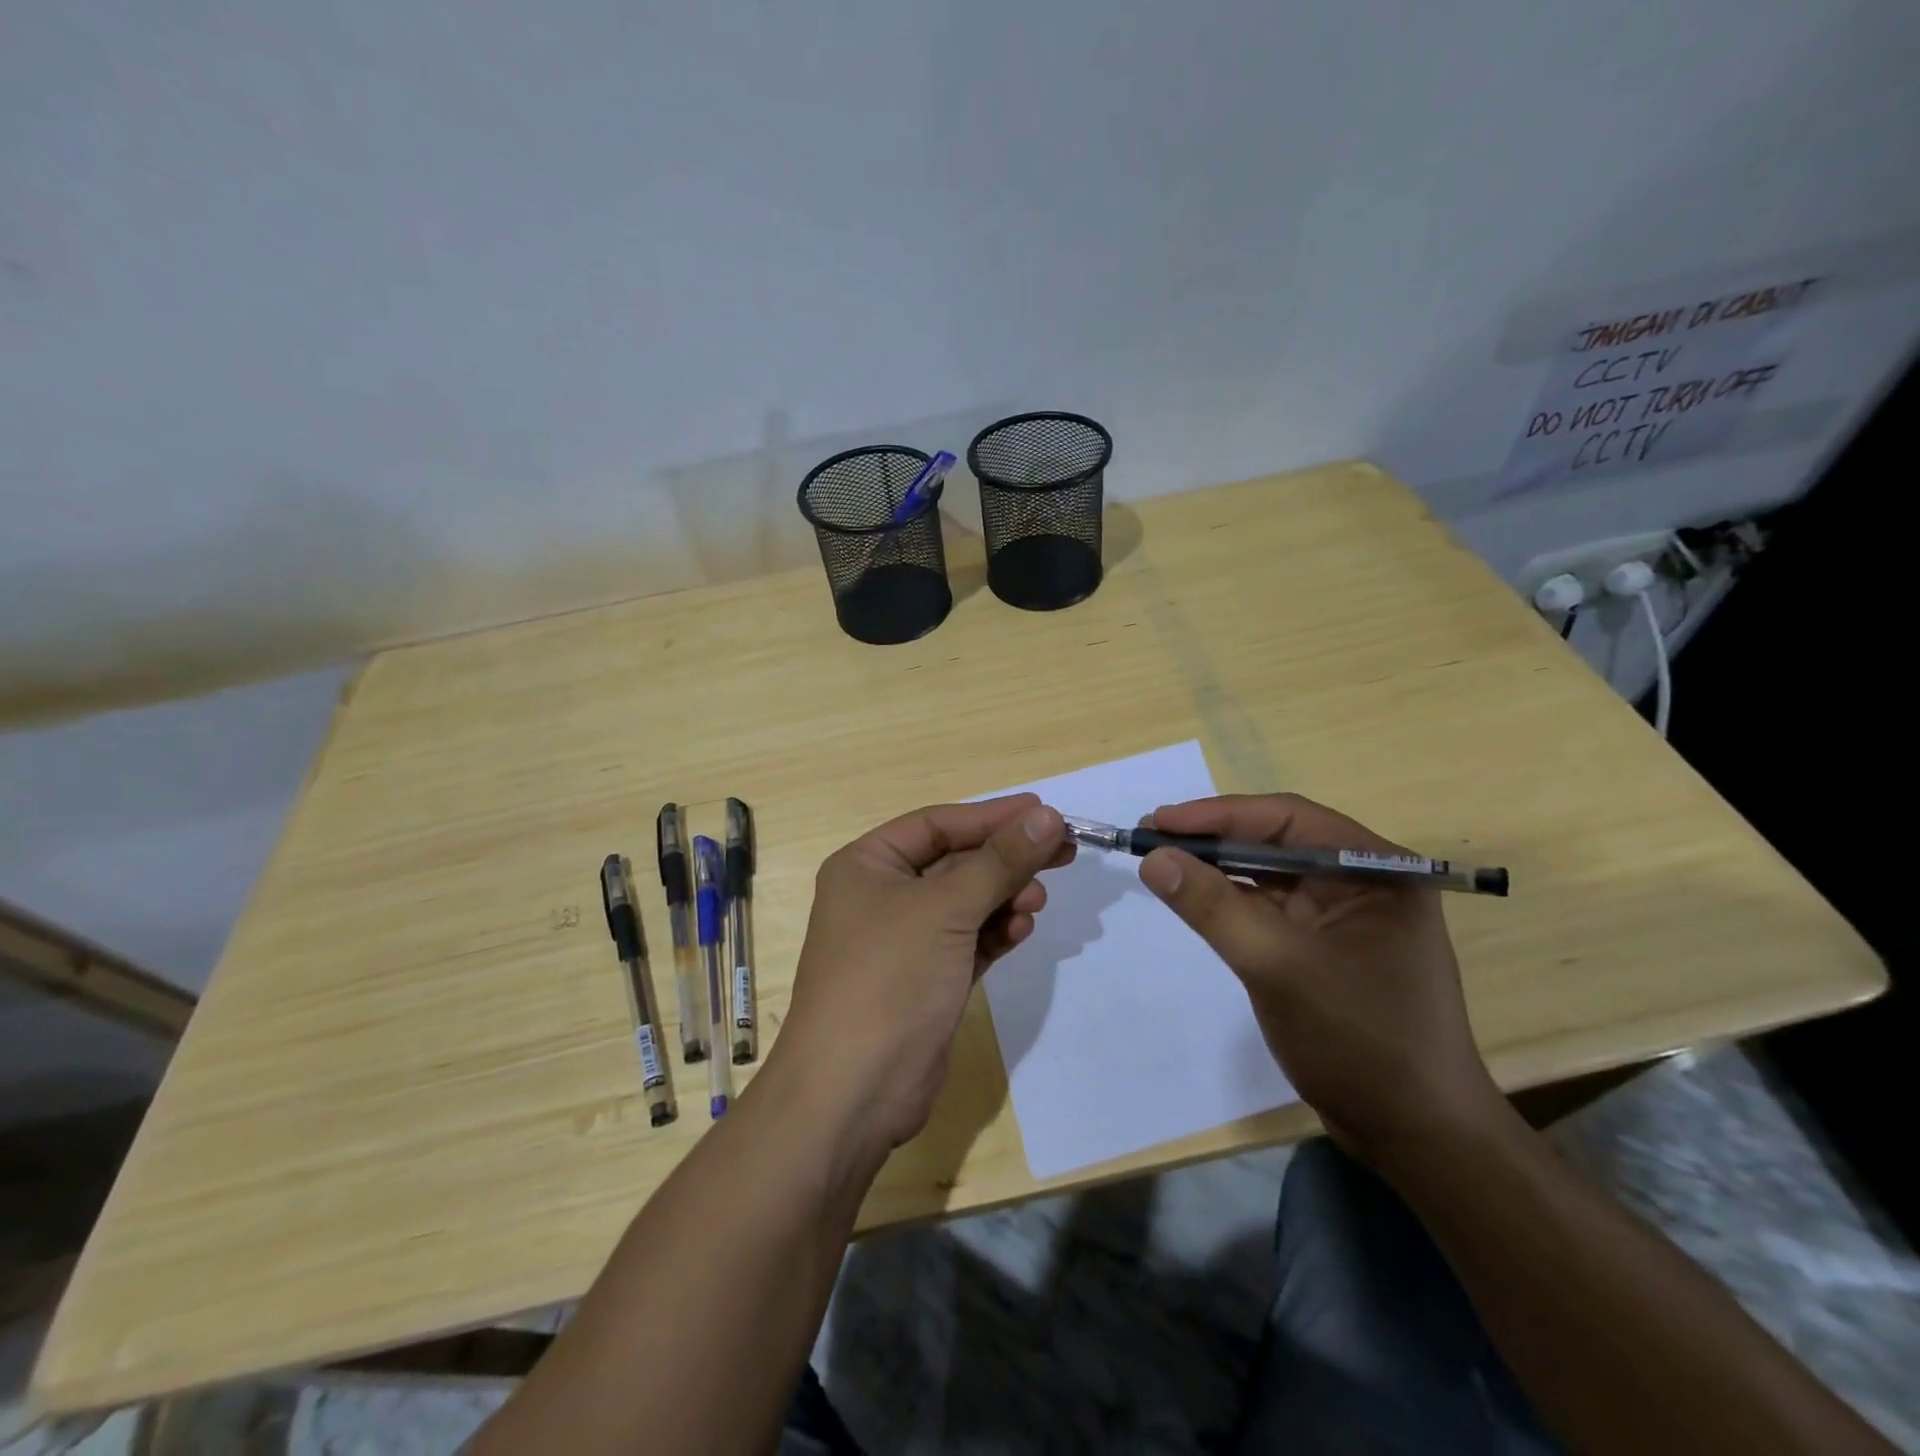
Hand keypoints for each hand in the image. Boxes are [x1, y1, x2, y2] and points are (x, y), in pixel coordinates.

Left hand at [777, 795, 1070, 1154]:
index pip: (937, 824)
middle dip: (1005, 860)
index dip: (992, 816)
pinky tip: (1020, 932)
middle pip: (955, 863)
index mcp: (867, 865)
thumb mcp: (946, 909)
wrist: (854, 1092)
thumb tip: (1048, 816)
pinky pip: (968, 941)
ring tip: (1037, 903)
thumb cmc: (890, 978)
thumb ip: (1000, 861)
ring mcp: (904, 941)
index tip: (1045, 812)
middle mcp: (882, 896)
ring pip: (966, 903)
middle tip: (1062, 852)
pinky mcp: (926, 979)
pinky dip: (994, 933)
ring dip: (1004, 898)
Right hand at [1136, 794, 1503, 1166]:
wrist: (1415, 1137)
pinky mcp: (1325, 949)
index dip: (1218, 814)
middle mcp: (1363, 882)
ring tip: (1161, 862)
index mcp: (1375, 869)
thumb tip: (1153, 858)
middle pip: (1276, 842)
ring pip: (1269, 876)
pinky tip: (1195, 898)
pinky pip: (1270, 910)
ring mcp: (1345, 917)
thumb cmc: (1358, 1039)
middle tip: (1150, 837)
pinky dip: (1230, 902)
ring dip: (1217, 869)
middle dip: (1212, 839)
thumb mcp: (1277, 965)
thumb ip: (1212, 906)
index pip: (1288, 818)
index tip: (1159, 820)